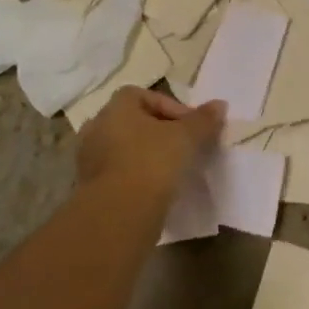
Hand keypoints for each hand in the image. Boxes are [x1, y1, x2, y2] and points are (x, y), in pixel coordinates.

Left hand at [76, 87, 223, 203]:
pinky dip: (135, 176)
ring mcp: (88, 158)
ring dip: (145, 154)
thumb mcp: (187, 138)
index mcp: (116, 107)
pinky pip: (117, 172)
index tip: (191, 127)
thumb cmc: (152, 162)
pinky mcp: (89, 187)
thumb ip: (204, 120)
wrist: (119, 213)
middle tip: (182, 146)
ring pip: (124, 148)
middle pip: (133, 122)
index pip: (145, 96)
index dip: (171, 107)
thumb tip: (220, 105)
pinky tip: (154, 189)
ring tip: (170, 170)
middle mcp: (97, 127)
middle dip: (158, 131)